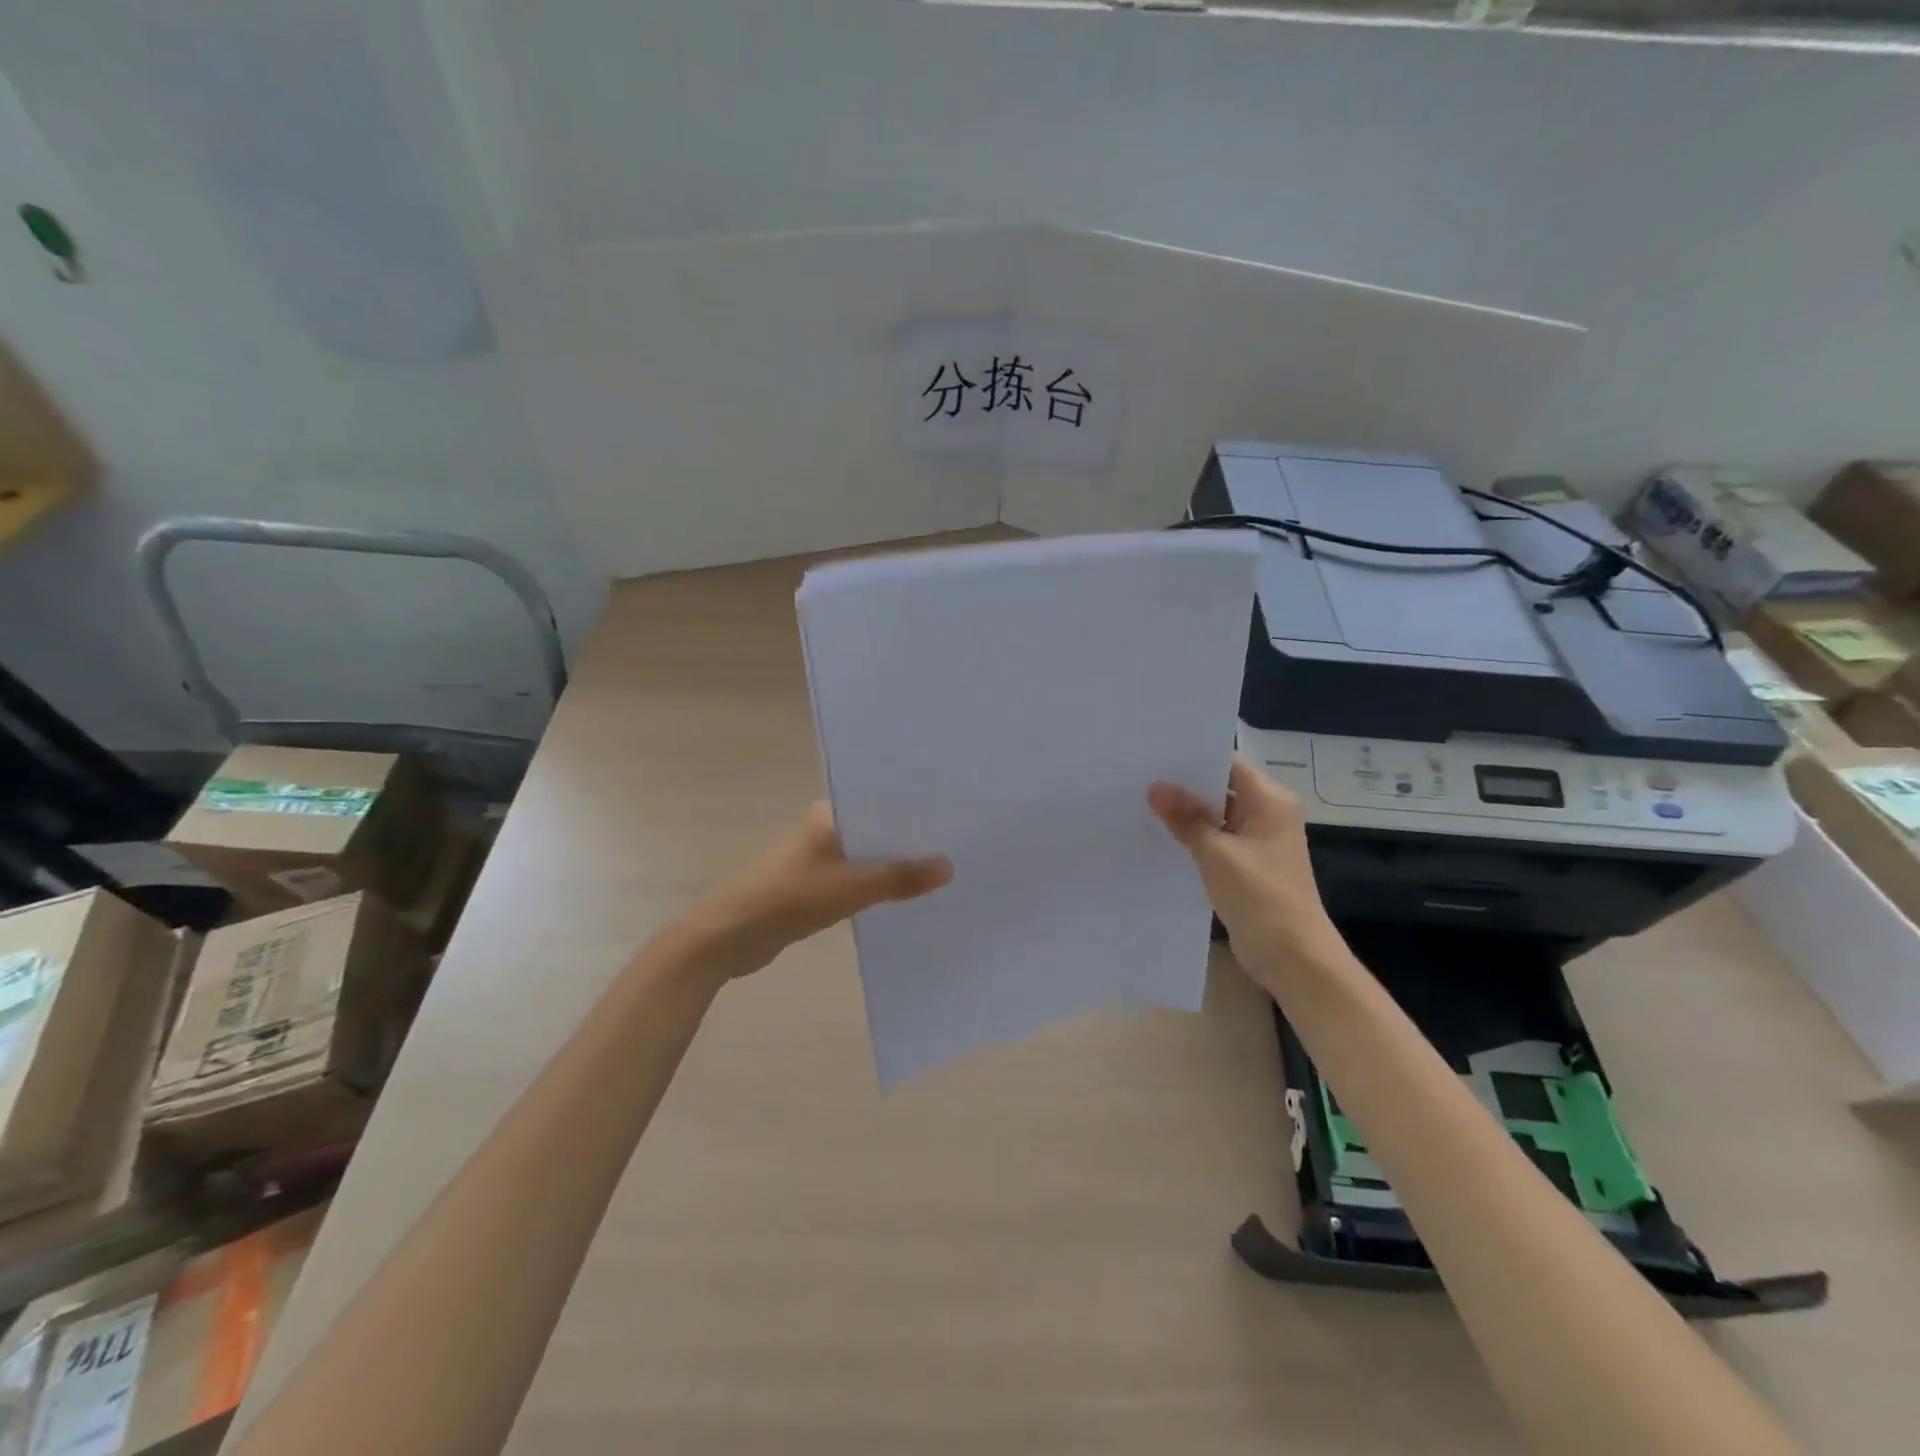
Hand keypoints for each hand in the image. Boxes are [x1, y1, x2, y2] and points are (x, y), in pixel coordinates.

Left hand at [691, 802, 951, 977]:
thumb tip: (948, 866)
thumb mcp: (850, 888)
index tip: (954, 818)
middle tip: (957, 847)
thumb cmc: (789, 898)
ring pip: (867, 857)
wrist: (729, 936)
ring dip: (893, 867)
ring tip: (940, 872)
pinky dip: (877, 887)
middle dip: (910, 842)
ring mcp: (817, 858)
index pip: (880, 802)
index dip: (915, 812)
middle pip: (876, 830)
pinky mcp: (813, 886)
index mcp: (829, 814)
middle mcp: (824, 828)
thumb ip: (899, 878)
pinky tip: (905, 898)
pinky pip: (856, 880)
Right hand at [1148, 755, 1342, 981]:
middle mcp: (1267, 813)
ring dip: (1185, 813)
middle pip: (1220, 787)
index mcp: (1270, 801)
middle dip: (1183, 785)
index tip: (1153, 753)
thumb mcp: (1218, 854)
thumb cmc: (1262, 898)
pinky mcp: (1246, 865)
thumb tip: (1155, 787)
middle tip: (1138, 776)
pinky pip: (1215, 840)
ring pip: (1215, 815)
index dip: (1192, 757)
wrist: (1294, 959)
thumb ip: (1187, 819)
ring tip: (1140, 801)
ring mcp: (1257, 841)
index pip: (1228, 763)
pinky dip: (1192, 837)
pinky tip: (1159, 836)